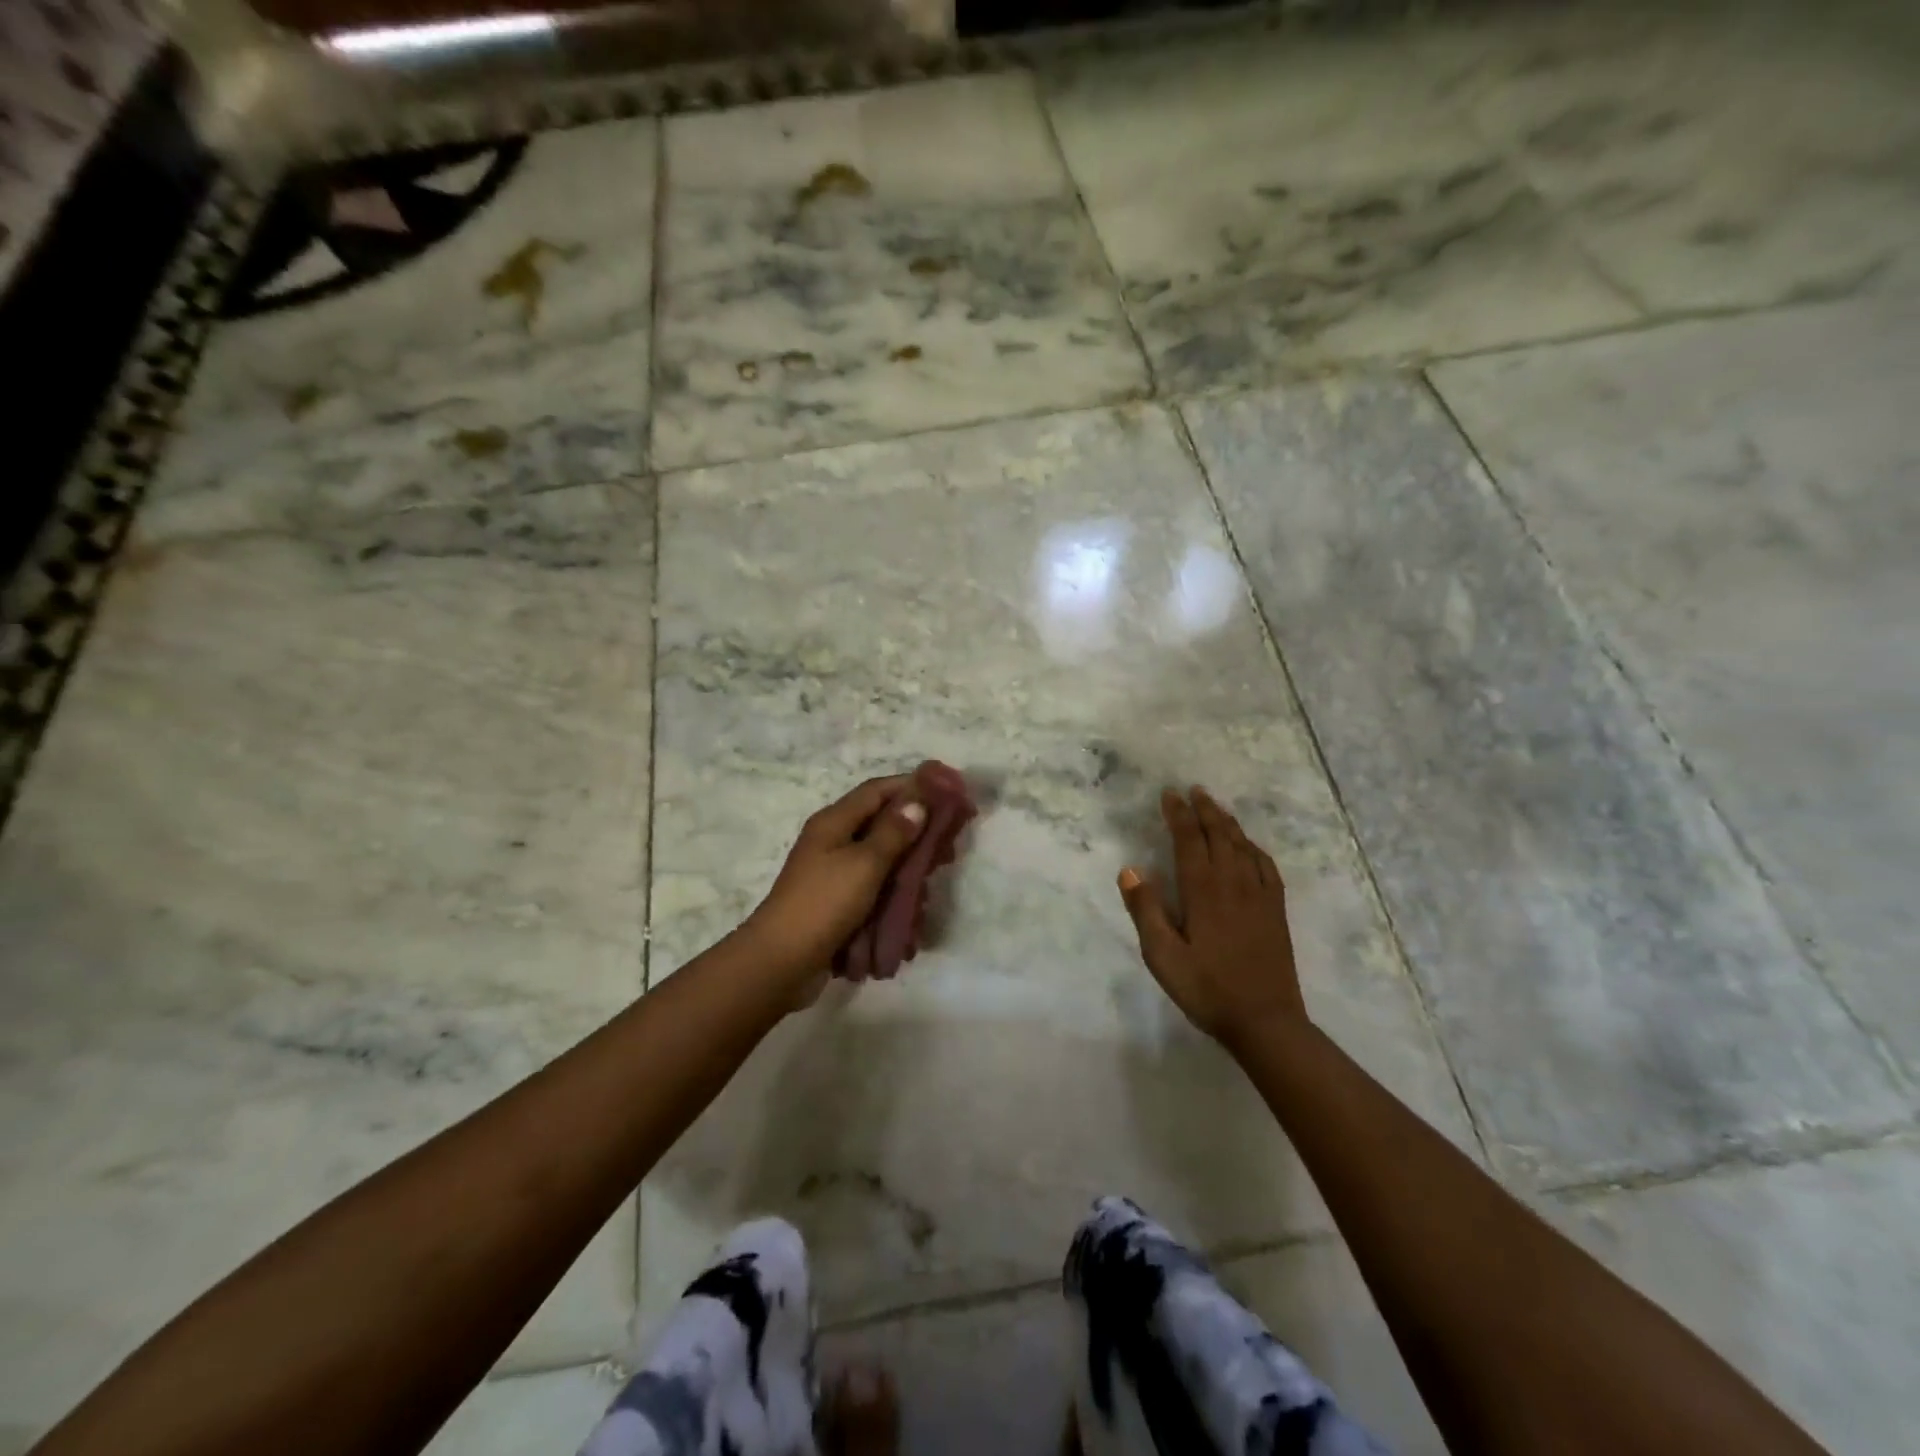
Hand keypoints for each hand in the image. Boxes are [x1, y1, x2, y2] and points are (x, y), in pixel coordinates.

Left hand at [738, 775, 927, 998]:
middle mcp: (833, 841)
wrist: (780, 962)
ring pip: (881, 860)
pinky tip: (914, 911)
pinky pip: (873, 889)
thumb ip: (893, 832)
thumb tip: (917, 801)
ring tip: (933, 883)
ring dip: (908, 869)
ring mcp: (834, 874)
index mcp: (834, 822)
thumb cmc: (823, 904)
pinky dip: (894, 895)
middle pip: (881, 824)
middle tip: (948, 848)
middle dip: (916, 833)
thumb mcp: (864, 864)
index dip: (912, 786)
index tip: (948, 793)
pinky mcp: (837, 903)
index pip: (877, 790)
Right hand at [1117, 786, 1307, 1046]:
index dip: (1178, 814)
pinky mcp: (1275, 910)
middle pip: (1219, 834)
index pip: (1189, 840)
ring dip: (1228, 822)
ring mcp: (1259, 895)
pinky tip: (1249, 846)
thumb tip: (1130, 870)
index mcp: (1203, 890)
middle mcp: (1233, 883)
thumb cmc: (1206, 989)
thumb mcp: (1163, 956)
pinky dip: (1253, 848)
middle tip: (1193, 790)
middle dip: (1204, 809)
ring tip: (1216, 807)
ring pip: (1243, 845)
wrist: (1265, 1021)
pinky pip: (1265, 866)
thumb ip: (1145, 911)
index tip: (1169, 794)